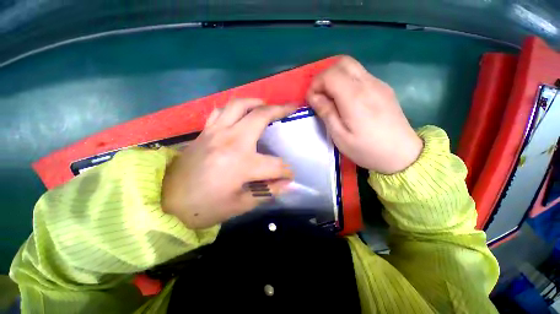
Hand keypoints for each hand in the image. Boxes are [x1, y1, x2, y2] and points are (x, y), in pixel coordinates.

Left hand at [162, 99, 295, 228]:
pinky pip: (221, 111)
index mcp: (242, 164)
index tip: (289, 176)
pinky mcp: (205, 131)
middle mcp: (231, 141)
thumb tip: (288, 184)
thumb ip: (267, 191)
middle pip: (260, 117)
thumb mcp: (241, 205)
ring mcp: (216, 132)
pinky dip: (235, 108)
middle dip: (280, 111)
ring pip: (239, 105)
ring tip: (268, 105)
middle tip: (291, 107)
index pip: (275, 165)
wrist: (166, 202)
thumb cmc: (205, 208)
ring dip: (257, 102)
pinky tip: (241, 113)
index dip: (286, 172)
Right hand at [307, 56, 422, 173]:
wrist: (402, 154)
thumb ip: (326, 113)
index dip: (316, 84)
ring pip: (352, 67)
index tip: (312, 100)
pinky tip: (346, 100)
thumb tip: (314, 97)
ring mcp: (378, 84)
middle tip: (320, 95)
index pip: (330, 75)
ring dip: (336, 78)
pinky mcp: (384, 88)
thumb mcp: (340, 136)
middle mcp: (368, 84)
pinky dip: (347, 81)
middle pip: (342, 63)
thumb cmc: (367, 149)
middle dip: (325, 76)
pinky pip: (361, 75)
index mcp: (355, 97)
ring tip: (331, 98)